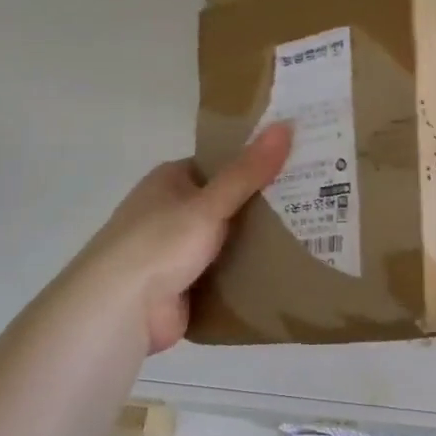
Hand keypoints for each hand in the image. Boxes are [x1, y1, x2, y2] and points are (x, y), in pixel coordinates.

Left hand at [75, 123, 293, 352]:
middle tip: (315, 200)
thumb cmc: (159, 243)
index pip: (221, 164)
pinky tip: (287, 272)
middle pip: (227, 203)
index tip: (297, 164)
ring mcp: (177, 251)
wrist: (120, 310)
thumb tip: (287, 125)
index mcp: (171, 181)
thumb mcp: (209, 203)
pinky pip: (225, 274)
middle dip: (263, 206)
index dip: (256, 163)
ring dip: (258, 243)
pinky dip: (247, 275)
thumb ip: (249, 171)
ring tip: (311, 235)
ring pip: (227, 241)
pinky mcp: (185, 286)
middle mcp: (172, 212)